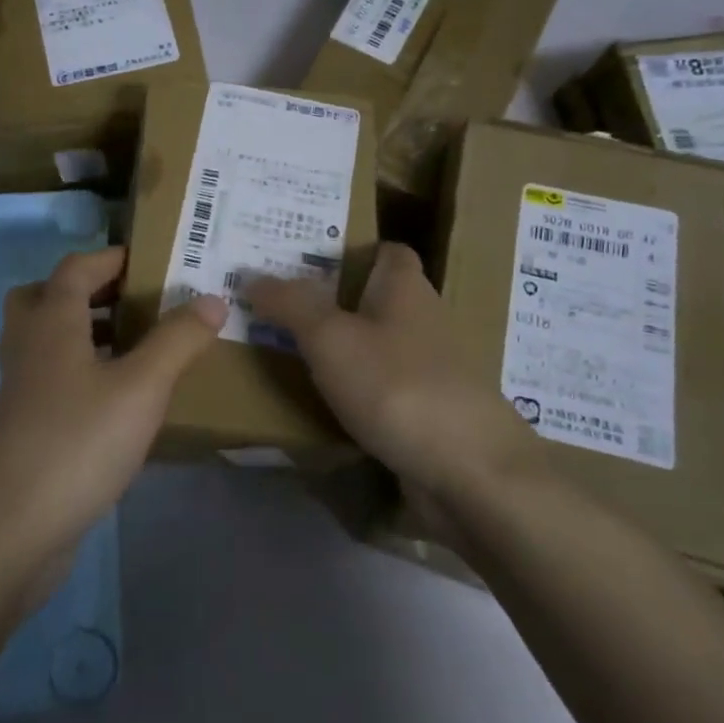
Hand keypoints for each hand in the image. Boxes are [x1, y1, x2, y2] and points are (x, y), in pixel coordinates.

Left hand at [0, 247, 225, 554]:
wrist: (15, 525)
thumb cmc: (79, 440)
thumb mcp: (142, 386)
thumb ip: (178, 340)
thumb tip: (212, 299)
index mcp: (52, 322)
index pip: (76, 268)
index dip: (110, 258)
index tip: (150, 260)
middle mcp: (29, 345)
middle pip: (45, 298)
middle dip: (86, 292)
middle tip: (130, 301)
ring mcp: (22, 387)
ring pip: (47, 339)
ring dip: (84, 331)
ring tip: (133, 344)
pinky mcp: (25, 424)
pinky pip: (52, 376)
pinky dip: (81, 370)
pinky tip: (119, 396)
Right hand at [248, 243, 535, 499]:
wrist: (470, 474)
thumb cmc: (397, 386)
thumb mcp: (330, 337)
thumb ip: (291, 304)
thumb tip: (253, 276)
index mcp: (406, 289)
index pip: (386, 251)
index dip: (349, 248)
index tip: (302, 257)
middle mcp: (423, 322)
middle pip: (375, 299)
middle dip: (331, 300)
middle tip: (276, 304)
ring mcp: (429, 371)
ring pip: (376, 346)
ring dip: (340, 347)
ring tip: (287, 349)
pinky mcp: (427, 414)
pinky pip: (381, 389)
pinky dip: (354, 390)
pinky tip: (321, 402)